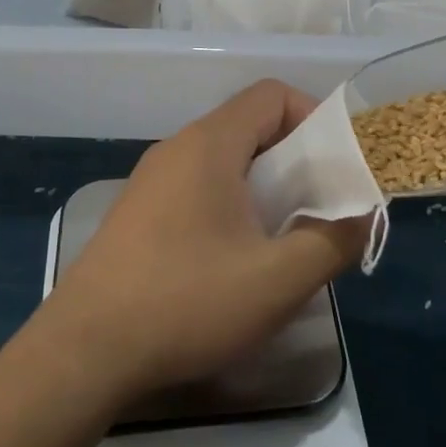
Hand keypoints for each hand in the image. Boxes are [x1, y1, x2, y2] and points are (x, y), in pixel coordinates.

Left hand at [36, 81, 368, 404]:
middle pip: (249, 126)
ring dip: (262, 186)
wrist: (83, 352)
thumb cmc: (186, 302)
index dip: (313, 117)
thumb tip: (362, 215)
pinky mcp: (137, 213)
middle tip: (318, 207)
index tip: (335, 165)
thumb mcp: (278, 280)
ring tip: (282, 238)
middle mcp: (178, 148)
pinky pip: (197, 187)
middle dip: (294, 159)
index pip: (272, 95)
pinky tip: (234, 260)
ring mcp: (151, 180)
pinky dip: (230, 205)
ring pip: (223, 160)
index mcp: (210, 144)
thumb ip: (333, 241)